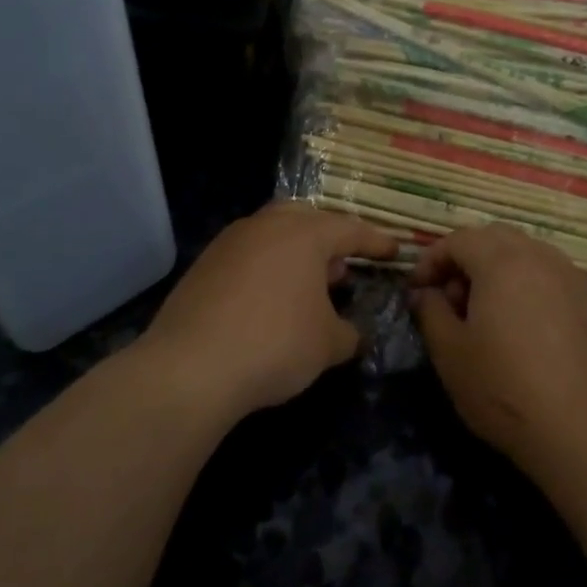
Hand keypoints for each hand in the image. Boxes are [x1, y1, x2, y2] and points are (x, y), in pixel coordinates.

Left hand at [138, 201, 397, 422]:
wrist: (191, 366)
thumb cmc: (275, 344)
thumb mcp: (328, 345)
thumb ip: (349, 333)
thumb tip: (353, 334)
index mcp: (304, 234)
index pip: (350, 230)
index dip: (376, 242)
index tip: (394, 250)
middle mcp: (265, 226)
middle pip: (305, 219)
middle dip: (328, 238)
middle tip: (343, 263)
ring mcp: (229, 242)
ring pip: (272, 234)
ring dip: (295, 252)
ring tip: (308, 283)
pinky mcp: (203, 265)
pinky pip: (246, 255)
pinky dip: (266, 268)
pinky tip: (269, 299)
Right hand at [409, 225, 586, 473]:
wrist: (580, 430)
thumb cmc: (503, 388)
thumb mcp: (449, 352)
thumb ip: (430, 311)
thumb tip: (425, 293)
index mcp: (502, 262)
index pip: (459, 239)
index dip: (432, 259)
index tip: (418, 290)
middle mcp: (541, 257)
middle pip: (496, 238)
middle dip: (466, 259)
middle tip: (451, 298)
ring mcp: (572, 278)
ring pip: (527, 253)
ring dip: (499, 269)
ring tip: (486, 313)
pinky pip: (551, 275)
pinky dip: (528, 285)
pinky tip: (522, 325)